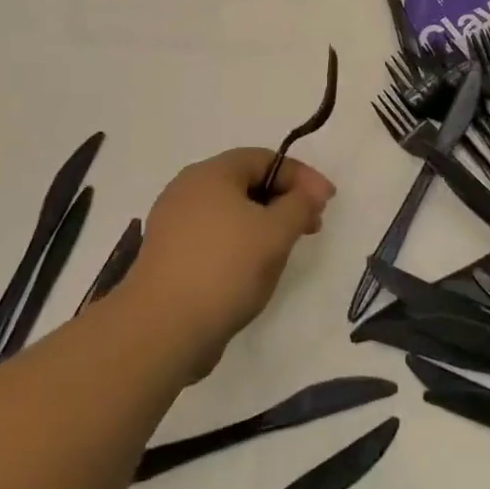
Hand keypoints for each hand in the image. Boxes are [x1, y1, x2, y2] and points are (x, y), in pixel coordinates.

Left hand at [125, 149, 334, 376]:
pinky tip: (253, 270)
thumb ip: (300, 204)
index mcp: (211, 173)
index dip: (301, 176)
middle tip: (312, 226)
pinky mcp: (170, 256)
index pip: (265, 159)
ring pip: (231, 212)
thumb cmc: (225, 269)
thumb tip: (313, 189)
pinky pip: (215, 237)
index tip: (327, 201)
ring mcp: (174, 224)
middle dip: (284, 200)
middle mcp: (188, 190)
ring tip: (285, 251)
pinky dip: (240, 244)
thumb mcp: (275, 233)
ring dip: (264, 225)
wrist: (162, 329)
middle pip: (246, 183)